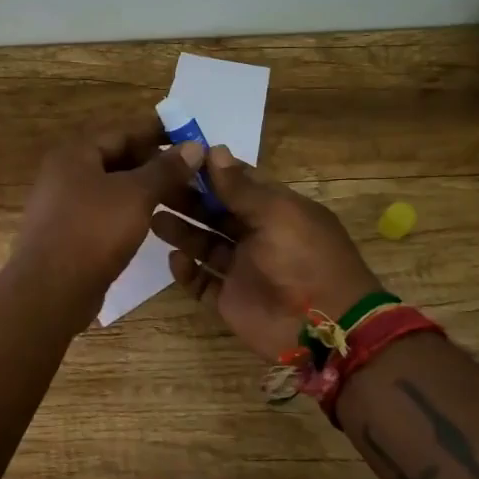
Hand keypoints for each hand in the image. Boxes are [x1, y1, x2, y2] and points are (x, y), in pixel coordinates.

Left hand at [10, 119, 202, 331]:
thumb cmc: (93, 231)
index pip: (123, 132)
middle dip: (155, 164)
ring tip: (181, 196)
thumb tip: (194, 146)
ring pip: (112, 188)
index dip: (158, 134)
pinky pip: (104, 212)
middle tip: (192, 172)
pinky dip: (128, 211)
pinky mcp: (68, 233)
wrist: (50, 290)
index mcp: (74, 153)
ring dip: (144, 189)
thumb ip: (165, 169)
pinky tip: (153, 220)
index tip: (191, 139)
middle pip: (116, 158)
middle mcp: (64, 173)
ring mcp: (63, 205)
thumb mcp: (136, 195)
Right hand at [150, 147, 380, 362]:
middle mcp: (257, 236)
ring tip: (155, 220)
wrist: (324, 328)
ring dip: (182, 231)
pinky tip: (175, 260)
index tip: (177, 157)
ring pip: (204, 245)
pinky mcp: (230, 299)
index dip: (210, 170)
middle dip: (188, 199)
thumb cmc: (304, 258)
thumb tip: (213, 150)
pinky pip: (202, 282)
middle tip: (156, 188)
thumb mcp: (277, 214)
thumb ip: (241, 187)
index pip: (237, 183)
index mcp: (275, 210)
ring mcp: (243, 269)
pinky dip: (187, 272)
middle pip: (215, 212)